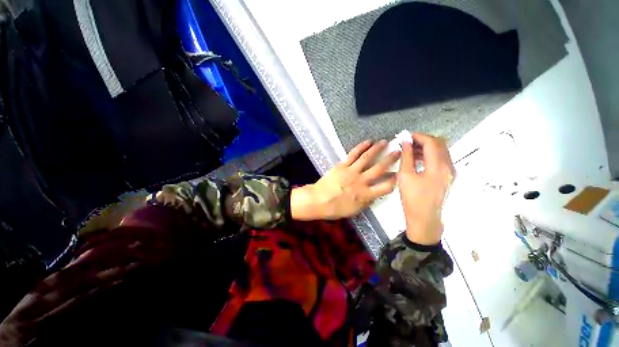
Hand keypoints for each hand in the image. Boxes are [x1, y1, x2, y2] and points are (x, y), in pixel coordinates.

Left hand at [291, 140, 400, 220]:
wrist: (318, 200)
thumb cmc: (335, 208)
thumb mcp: (354, 210)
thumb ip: (367, 202)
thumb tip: (375, 195)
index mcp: (365, 194)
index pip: (386, 187)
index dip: (395, 180)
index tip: (399, 174)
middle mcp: (361, 181)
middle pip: (379, 168)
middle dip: (391, 159)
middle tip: (399, 151)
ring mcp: (351, 171)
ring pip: (367, 157)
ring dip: (378, 149)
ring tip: (385, 142)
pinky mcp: (342, 165)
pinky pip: (353, 154)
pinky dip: (361, 147)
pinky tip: (368, 142)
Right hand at [399, 133, 454, 244]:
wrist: (424, 218)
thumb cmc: (412, 198)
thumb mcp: (405, 176)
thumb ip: (407, 157)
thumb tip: (406, 143)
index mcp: (438, 166)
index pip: (432, 142)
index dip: (418, 136)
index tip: (406, 136)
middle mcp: (449, 166)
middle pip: (440, 144)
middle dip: (423, 140)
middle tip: (408, 142)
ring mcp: (450, 172)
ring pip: (441, 151)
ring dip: (427, 147)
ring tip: (411, 149)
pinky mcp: (448, 177)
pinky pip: (441, 159)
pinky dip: (430, 155)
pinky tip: (418, 158)